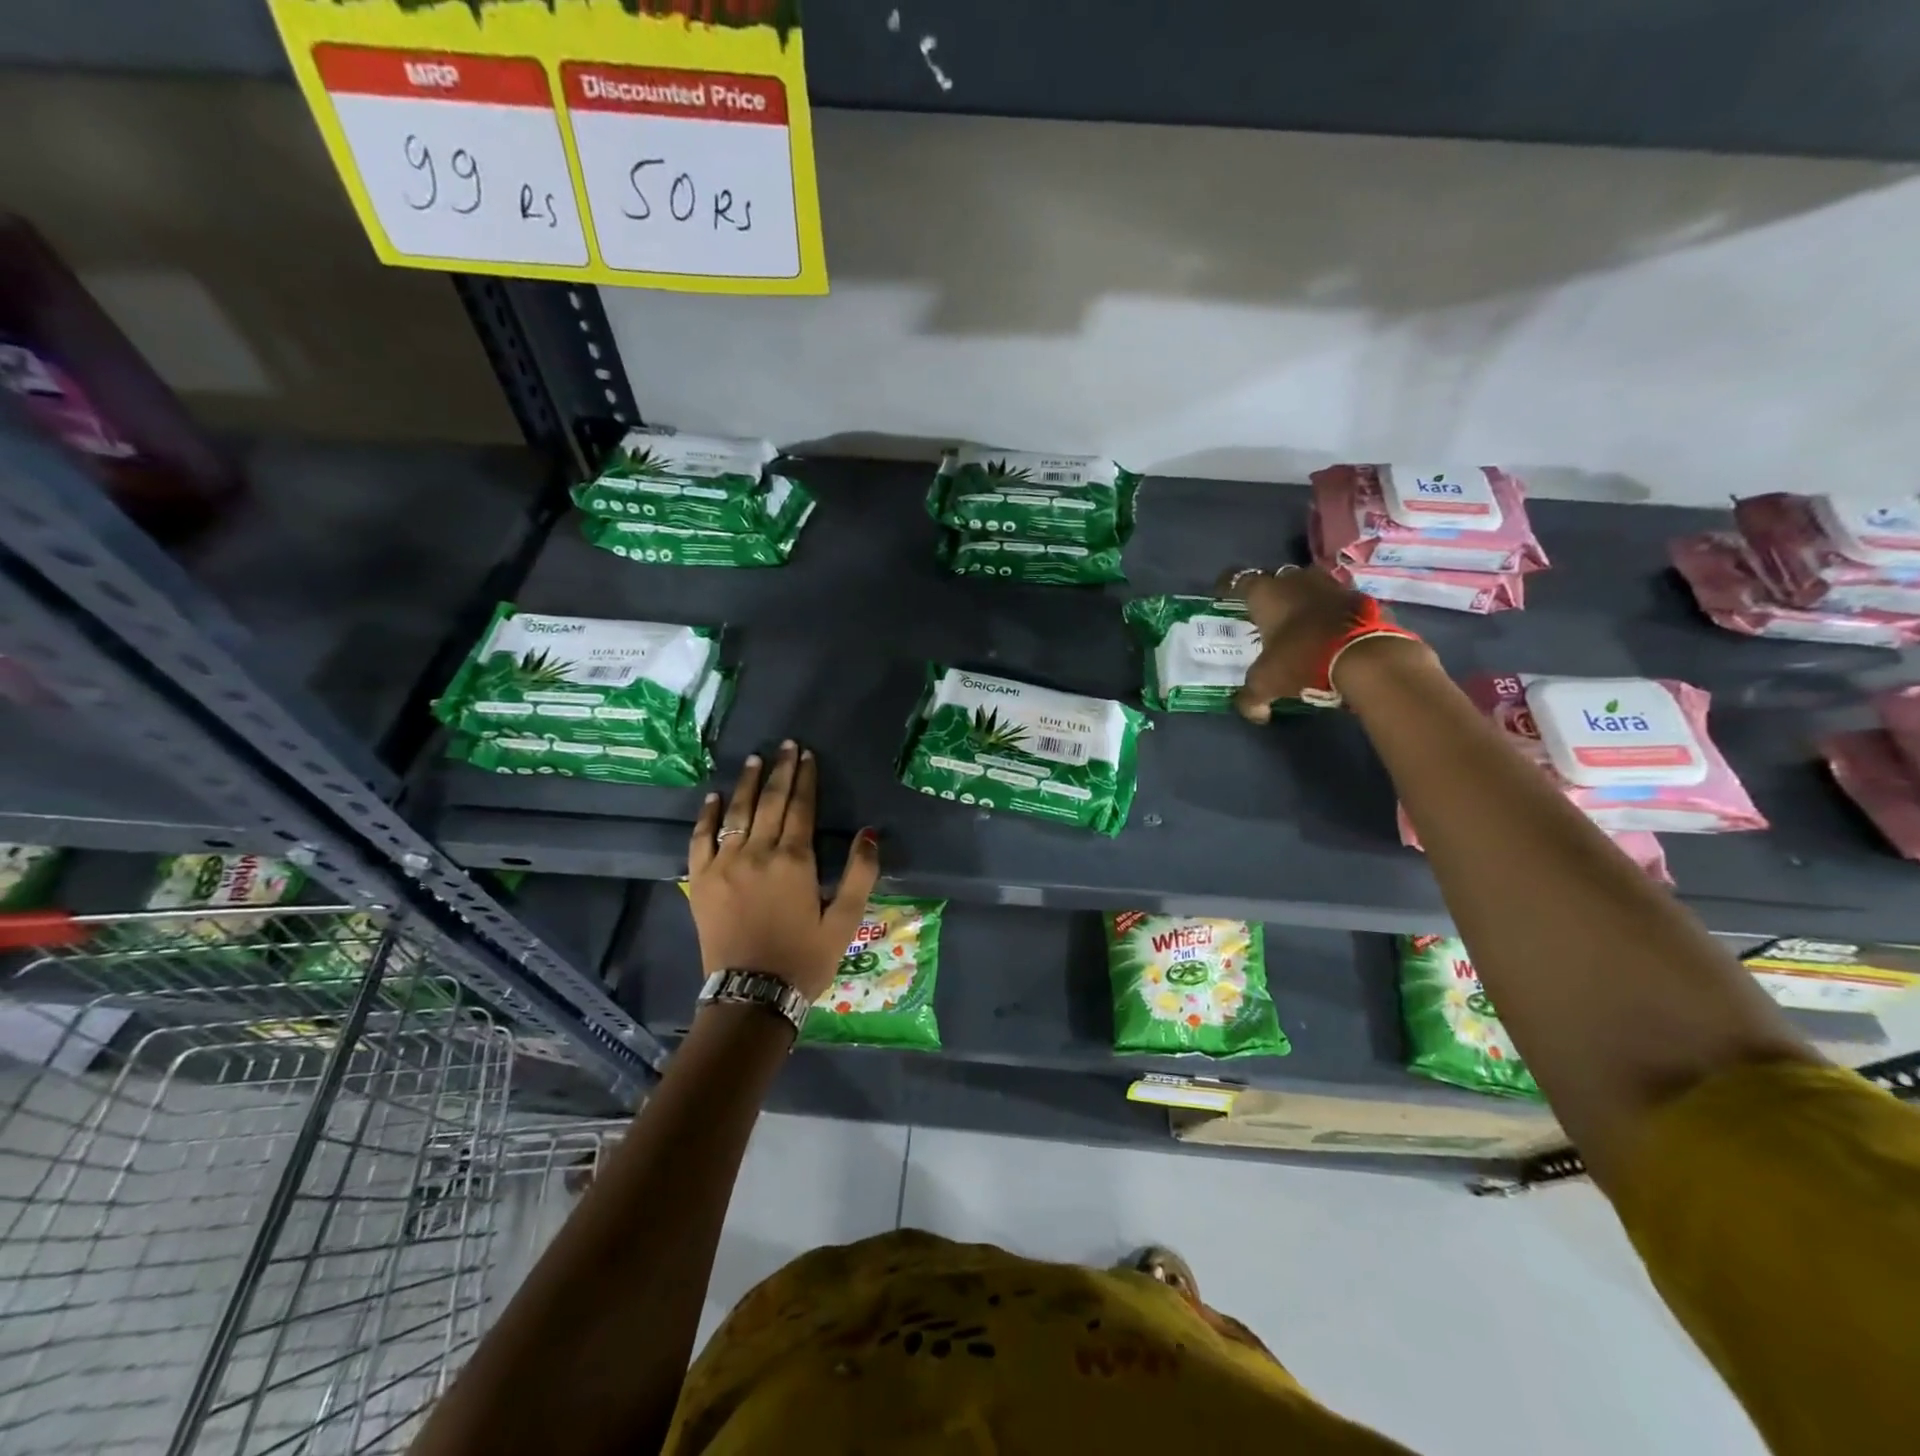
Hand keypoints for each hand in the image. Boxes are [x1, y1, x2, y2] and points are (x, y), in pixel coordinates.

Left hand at [687, 741, 880, 1001]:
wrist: (751, 996)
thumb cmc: (804, 959)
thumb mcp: (844, 921)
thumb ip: (860, 874)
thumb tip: (869, 832)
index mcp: (793, 861)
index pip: (800, 807)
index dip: (805, 778)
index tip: (807, 755)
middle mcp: (757, 853)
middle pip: (770, 802)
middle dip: (780, 770)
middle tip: (785, 745)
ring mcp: (724, 865)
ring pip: (736, 813)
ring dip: (747, 784)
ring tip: (755, 759)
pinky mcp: (700, 881)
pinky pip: (700, 839)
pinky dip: (707, 816)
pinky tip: (714, 797)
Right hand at [1216, 565, 1379, 721]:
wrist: (1364, 656)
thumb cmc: (1301, 659)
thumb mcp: (1266, 683)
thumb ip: (1252, 698)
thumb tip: (1255, 713)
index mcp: (1265, 593)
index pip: (1238, 579)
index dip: (1228, 587)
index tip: (1224, 596)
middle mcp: (1295, 580)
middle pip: (1276, 578)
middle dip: (1270, 593)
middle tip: (1265, 614)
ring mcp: (1330, 584)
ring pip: (1308, 585)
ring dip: (1302, 599)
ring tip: (1298, 621)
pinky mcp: (1359, 596)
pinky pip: (1336, 600)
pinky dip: (1329, 612)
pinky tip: (1327, 631)